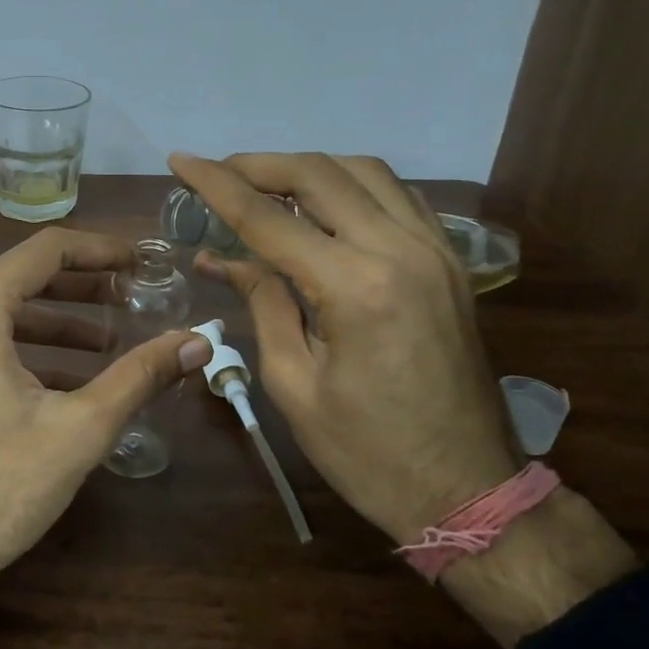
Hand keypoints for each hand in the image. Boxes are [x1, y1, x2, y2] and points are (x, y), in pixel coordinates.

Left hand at [0, 227, 211, 591]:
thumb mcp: (79, 428)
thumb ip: (140, 375)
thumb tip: (199, 342)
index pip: (45, 250)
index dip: (100, 250)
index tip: (141, 262)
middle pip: (18, 279)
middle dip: (80, 289)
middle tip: (130, 299)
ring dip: (51, 324)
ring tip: (105, 344)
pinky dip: (18, 350)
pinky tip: (58, 382)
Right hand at [169, 152, 516, 543]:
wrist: (468, 488)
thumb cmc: (367, 451)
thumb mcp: (294, 382)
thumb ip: (262, 303)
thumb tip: (220, 257)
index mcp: (355, 287)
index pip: (268, 217)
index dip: (216, 184)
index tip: (180, 161)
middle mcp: (400, 250)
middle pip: (320, 174)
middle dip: (259, 165)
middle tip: (217, 172)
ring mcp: (435, 250)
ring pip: (365, 171)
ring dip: (308, 168)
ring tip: (265, 185)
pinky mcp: (450, 262)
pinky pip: (398, 195)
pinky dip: (353, 184)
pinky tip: (325, 204)